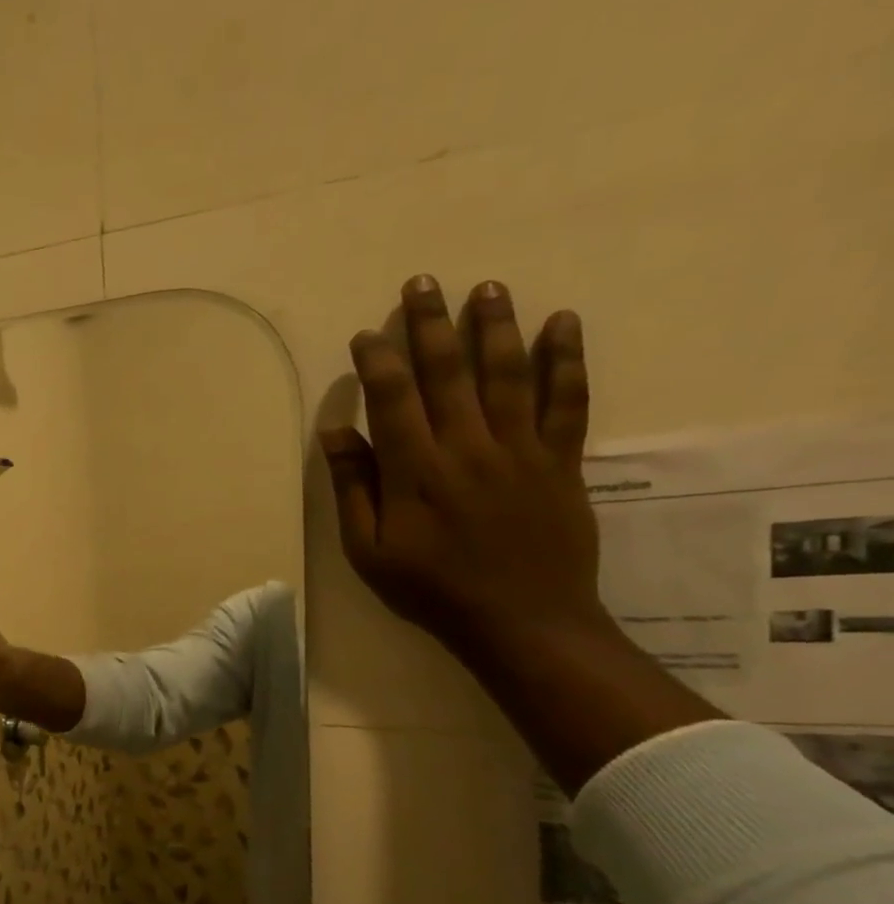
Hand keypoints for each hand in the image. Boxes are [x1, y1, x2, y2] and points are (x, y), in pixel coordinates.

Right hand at [322, 275, 605, 665]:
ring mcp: (521, 450)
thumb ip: (353, 488)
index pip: (394, 399)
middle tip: (423, 283)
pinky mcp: (561, 461)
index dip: (378, 361)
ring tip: (487, 287)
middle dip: (431, 325)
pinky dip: (567, 360)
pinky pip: (568, 401)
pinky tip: (562, 324)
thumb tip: (335, 433)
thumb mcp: (368, 550)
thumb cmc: (430, 589)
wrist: (523, 620)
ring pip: (508, 374)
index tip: (366, 334)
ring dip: (495, 327)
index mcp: (416, 471)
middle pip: (449, 373)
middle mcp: (468, 447)